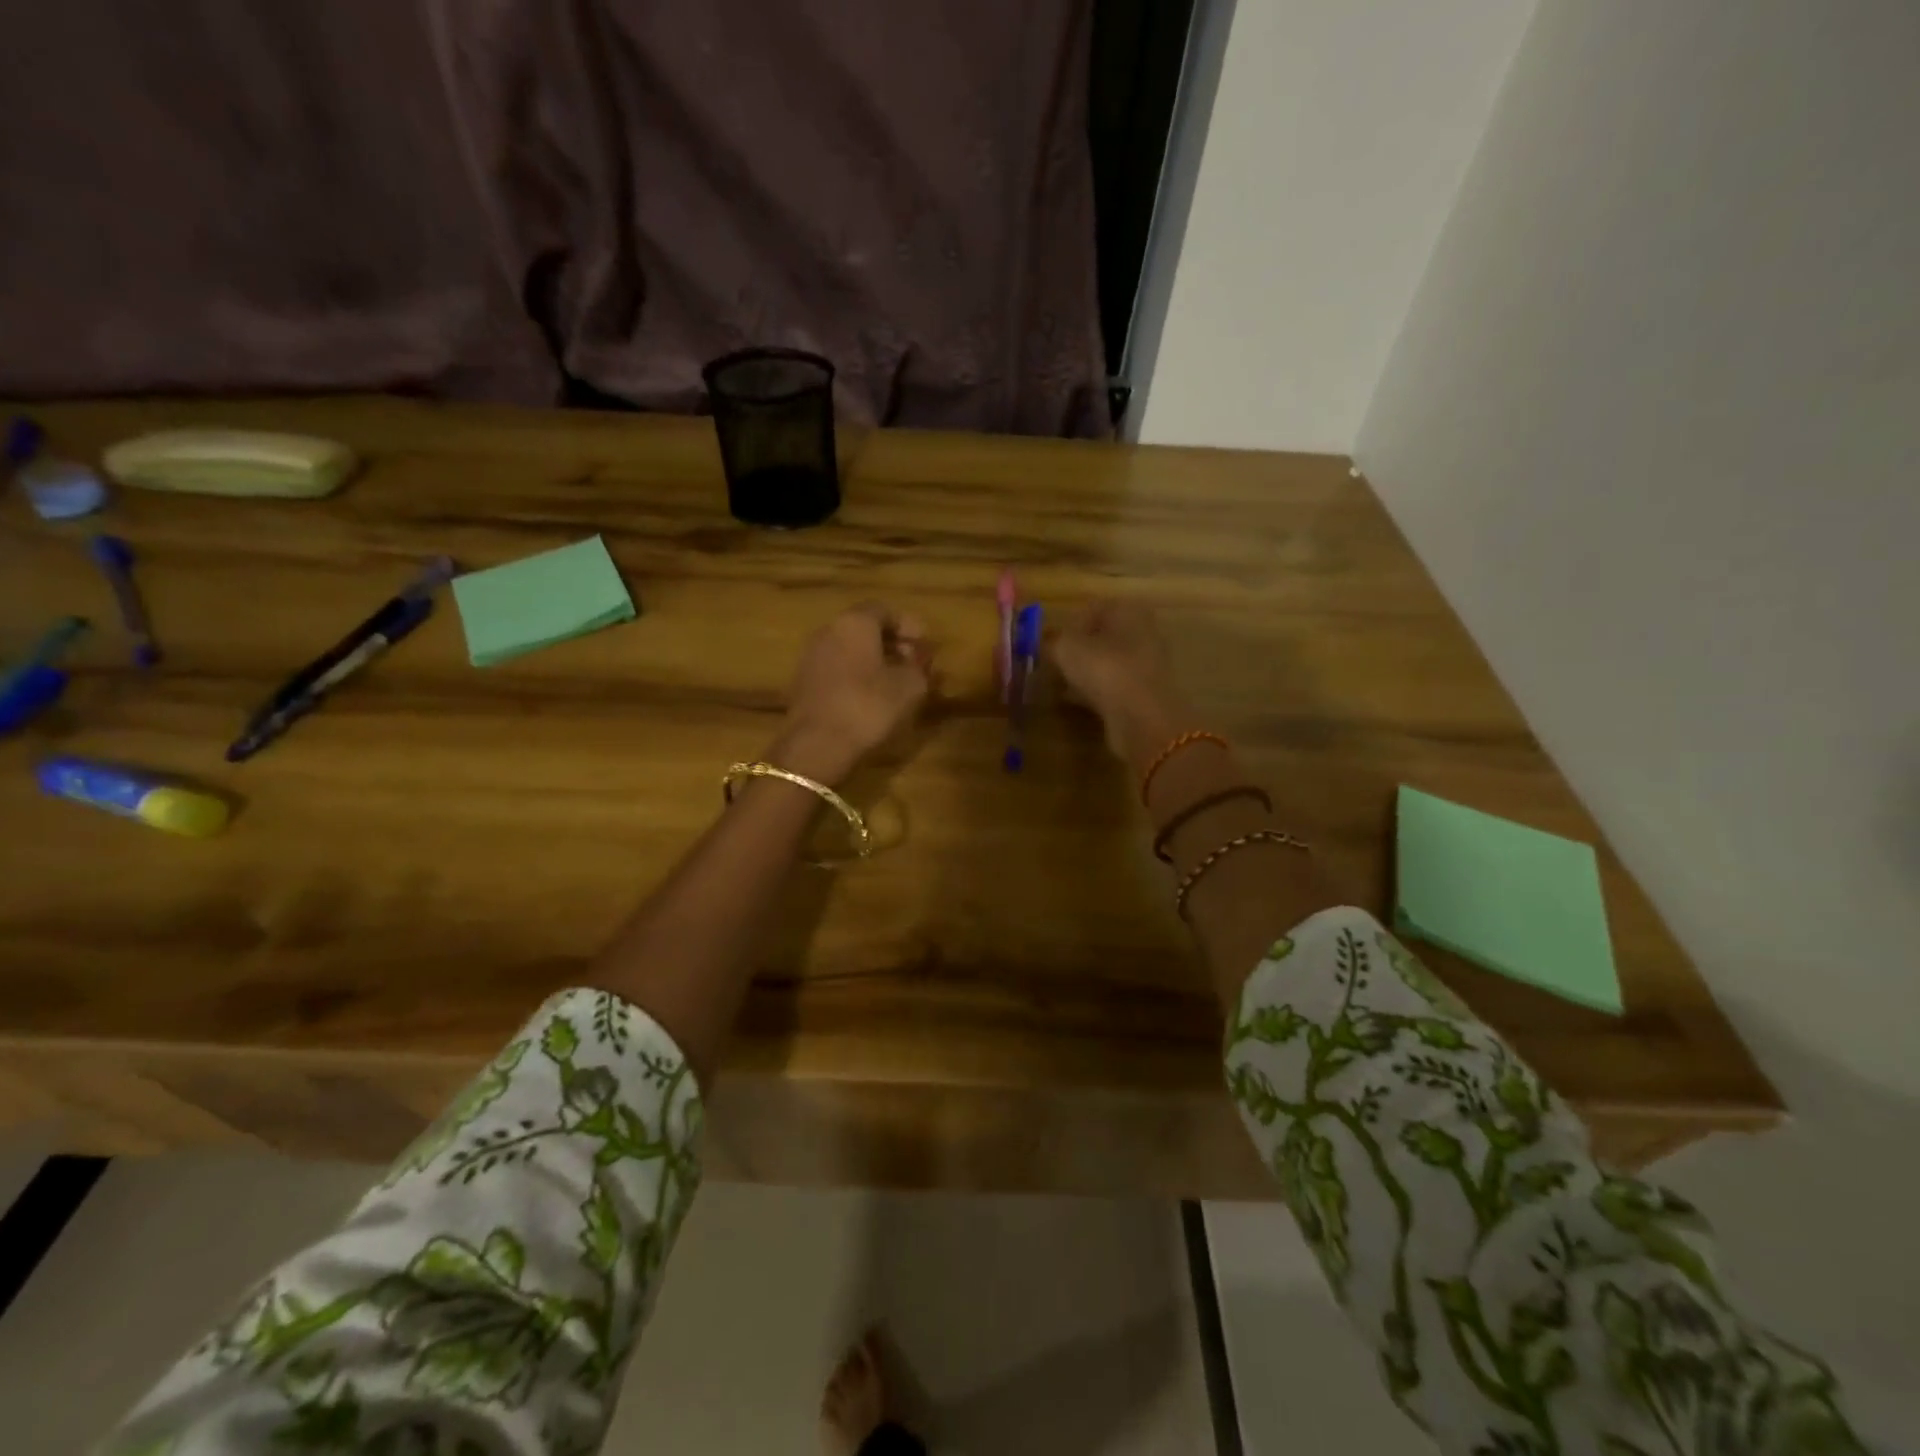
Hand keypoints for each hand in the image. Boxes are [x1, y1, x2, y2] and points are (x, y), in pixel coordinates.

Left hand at [772, 604, 932, 783]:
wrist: (816, 745)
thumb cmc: (868, 707)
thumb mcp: (909, 687)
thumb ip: (919, 667)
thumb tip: (920, 659)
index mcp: (855, 623)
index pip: (884, 610)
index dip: (908, 625)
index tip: (925, 644)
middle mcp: (829, 630)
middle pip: (864, 627)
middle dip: (892, 642)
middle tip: (914, 662)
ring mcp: (812, 655)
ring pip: (849, 648)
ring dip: (874, 659)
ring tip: (896, 681)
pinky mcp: (804, 681)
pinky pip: (837, 666)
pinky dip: (856, 673)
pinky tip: (871, 695)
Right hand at [1051, 600, 1193, 771]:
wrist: (1142, 718)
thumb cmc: (1104, 669)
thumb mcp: (1066, 648)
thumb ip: (1053, 641)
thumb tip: (1047, 642)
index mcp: (1128, 610)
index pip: (1092, 609)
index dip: (1068, 625)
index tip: (1051, 644)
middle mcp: (1143, 632)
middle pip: (1102, 636)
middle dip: (1078, 650)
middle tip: (1055, 664)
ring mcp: (1147, 664)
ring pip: (1108, 662)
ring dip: (1086, 672)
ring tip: (1062, 685)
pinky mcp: (1145, 693)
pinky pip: (1113, 686)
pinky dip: (1095, 691)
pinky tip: (1077, 702)